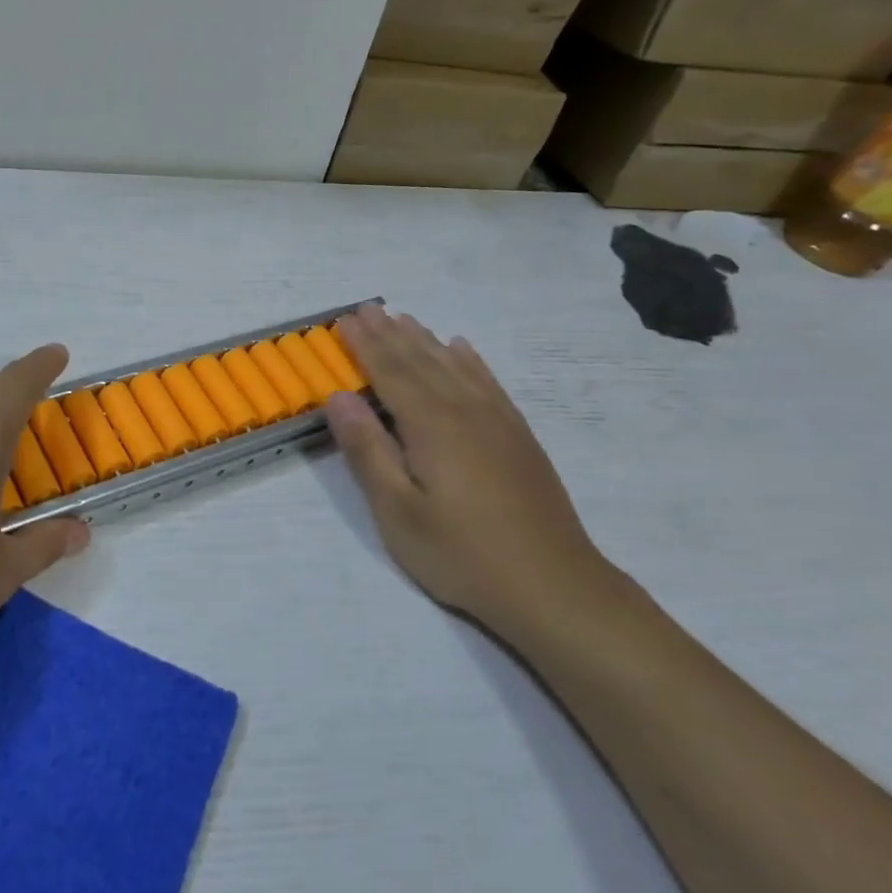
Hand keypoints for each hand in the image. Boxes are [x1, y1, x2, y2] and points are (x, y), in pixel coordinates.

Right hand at [326, 305, 623, 646]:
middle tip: (368, 307)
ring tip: (404, 318)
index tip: (344, 319)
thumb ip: (367, 450)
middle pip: (421, 361)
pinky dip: (469, 361)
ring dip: (425, 340)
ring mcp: (498, 421)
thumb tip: (339, 397)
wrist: (552, 585)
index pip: (390, 372)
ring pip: (454, 366)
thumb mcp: (398, 511)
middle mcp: (465, 410)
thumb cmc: (461, 553)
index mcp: (431, 425)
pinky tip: (462, 350)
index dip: (365, 345)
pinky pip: (488, 383)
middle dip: (391, 334)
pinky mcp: (518, 436)